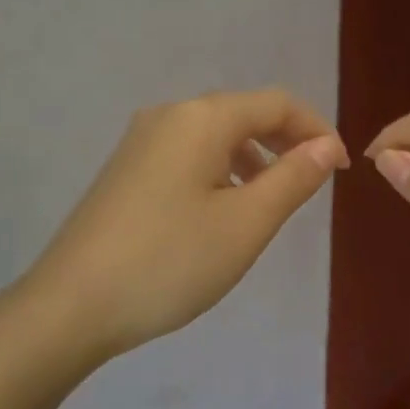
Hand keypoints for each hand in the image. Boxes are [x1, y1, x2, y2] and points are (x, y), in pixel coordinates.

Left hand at [19, 88, 348, 360]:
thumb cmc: (170, 262)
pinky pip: (187, 155)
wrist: (70, 305)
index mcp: (201, 119)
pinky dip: (219, 171)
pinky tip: (222, 210)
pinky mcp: (125, 170)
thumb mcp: (246, 224)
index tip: (339, 171)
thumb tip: (324, 147)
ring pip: (213, 135)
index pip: (276, 103)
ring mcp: (140, 142)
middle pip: (242, 113)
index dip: (316, 129)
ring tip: (270, 201)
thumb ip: (292, 179)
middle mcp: (168, 116)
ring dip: (253, 157)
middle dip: (285, 141)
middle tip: (313, 182)